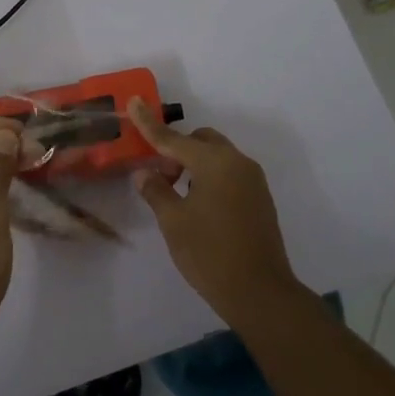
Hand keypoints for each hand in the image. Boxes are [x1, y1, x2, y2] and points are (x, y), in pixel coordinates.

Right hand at [127, 98, 303, 323]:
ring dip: (194, 165)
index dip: (149, 124)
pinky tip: (198, 206)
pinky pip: (230, 174)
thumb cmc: (209, 253)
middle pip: (201, 141)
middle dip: (177, 150)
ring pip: (217, 157)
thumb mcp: (173, 222)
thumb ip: (156, 191)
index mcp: (214, 163)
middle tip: (160, 177)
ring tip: (177, 195)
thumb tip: (145, 174)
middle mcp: (237, 163)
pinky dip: (210, 178)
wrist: (259, 292)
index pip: (173, 139)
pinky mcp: (260, 199)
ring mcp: (253, 181)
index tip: (134, 102)